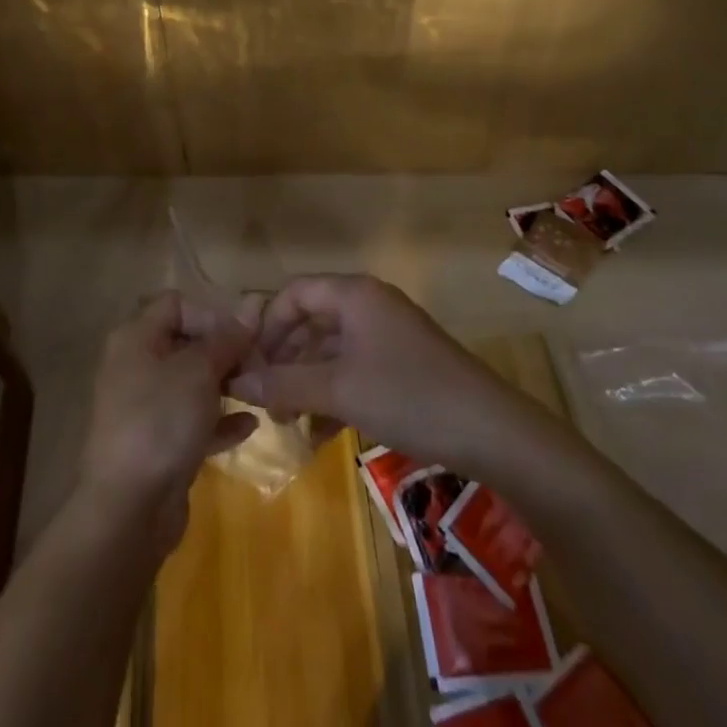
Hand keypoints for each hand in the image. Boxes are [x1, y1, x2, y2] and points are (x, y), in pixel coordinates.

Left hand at [76, 291, 258, 550]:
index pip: (177, 304)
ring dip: (226, 385)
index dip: (212, 314)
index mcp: (136, 338)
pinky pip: (193, 421)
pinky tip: (251, 425)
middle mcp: (136, 365)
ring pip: (192, 383)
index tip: (244, 336)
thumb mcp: (199, 371)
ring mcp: (145, 407)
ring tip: (260, 391)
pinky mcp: (158, 444)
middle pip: (186, 343)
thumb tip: (251, 306)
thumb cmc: (161, 420)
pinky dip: (219, 420)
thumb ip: (226, 339)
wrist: (129, 508)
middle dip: (225, 352)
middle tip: (260, 365)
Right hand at [228, 274, 533, 474]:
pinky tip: (321, 432)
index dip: (266, 326)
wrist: (491, 431)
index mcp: (353, 294)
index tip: (248, 366)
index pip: (294, 294)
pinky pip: (354, 368)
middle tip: (263, 399)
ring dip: (307, 382)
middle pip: (311, 321)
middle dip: (284, 360)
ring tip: (288, 423)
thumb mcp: (338, 390)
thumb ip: (284, 384)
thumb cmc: (407, 396)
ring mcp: (388, 334)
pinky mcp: (403, 363)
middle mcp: (369, 304)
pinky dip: (334, 393)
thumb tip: (235, 382)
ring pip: (332, 349)